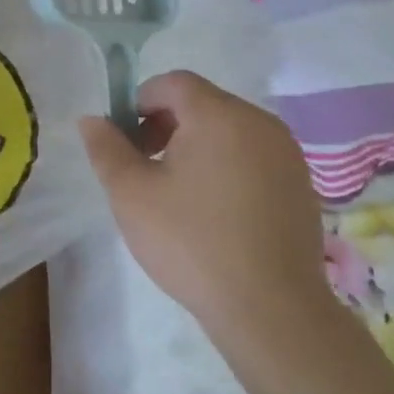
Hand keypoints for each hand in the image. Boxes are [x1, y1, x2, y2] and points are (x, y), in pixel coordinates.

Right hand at [78, 71, 336, 345]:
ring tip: (177, 191)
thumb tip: (92, 120)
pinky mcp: (302, 185)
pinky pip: (253, 156)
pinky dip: (227, 166)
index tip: (125, 141)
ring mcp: (287, 155)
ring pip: (229, 130)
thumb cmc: (191, 242)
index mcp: (219, 115)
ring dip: (196, 145)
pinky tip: (214, 211)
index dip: (140, 101)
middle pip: (202, 103)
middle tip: (144, 166)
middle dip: (166, 124)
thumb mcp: (130, 193)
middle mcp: (259, 123)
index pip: (173, 83)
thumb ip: (106, 148)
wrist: (272, 310)